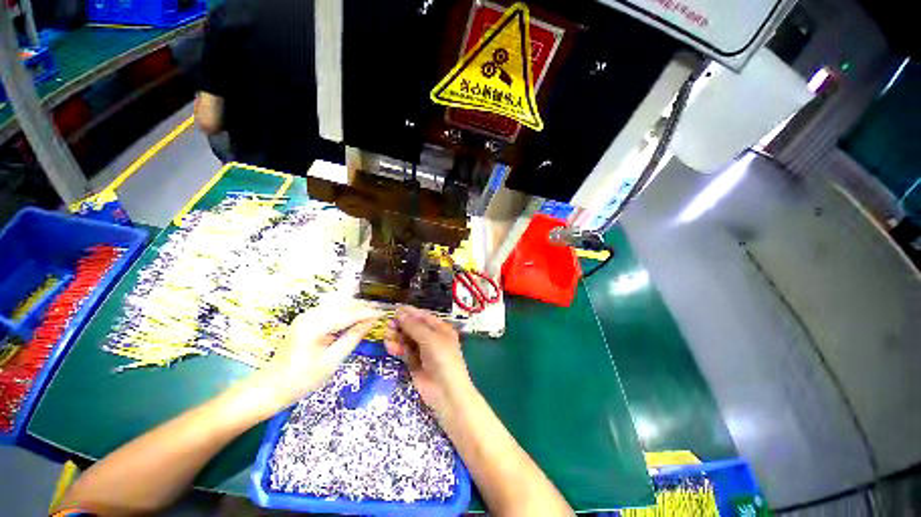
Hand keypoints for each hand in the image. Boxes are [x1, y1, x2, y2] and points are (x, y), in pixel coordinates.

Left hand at [242, 302, 381, 414]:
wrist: (270, 388)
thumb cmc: (302, 379)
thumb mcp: (332, 361)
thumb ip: (353, 338)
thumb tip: (371, 322)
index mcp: (315, 326)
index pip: (349, 314)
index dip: (368, 313)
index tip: (384, 313)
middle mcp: (310, 315)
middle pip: (344, 305)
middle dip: (363, 308)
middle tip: (380, 313)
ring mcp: (306, 315)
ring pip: (338, 305)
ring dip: (355, 309)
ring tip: (371, 315)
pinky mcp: (305, 319)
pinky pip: (331, 310)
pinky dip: (345, 312)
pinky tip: (354, 318)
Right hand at [384, 306, 471, 413]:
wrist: (446, 392)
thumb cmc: (442, 359)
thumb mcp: (429, 339)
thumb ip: (413, 326)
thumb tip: (400, 311)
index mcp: (441, 328)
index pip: (423, 316)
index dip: (409, 313)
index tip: (394, 310)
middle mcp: (432, 338)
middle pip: (414, 327)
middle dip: (401, 325)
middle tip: (388, 325)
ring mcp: (423, 351)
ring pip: (407, 339)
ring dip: (397, 336)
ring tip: (386, 335)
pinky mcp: (415, 363)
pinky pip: (405, 351)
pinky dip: (397, 348)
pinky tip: (390, 346)